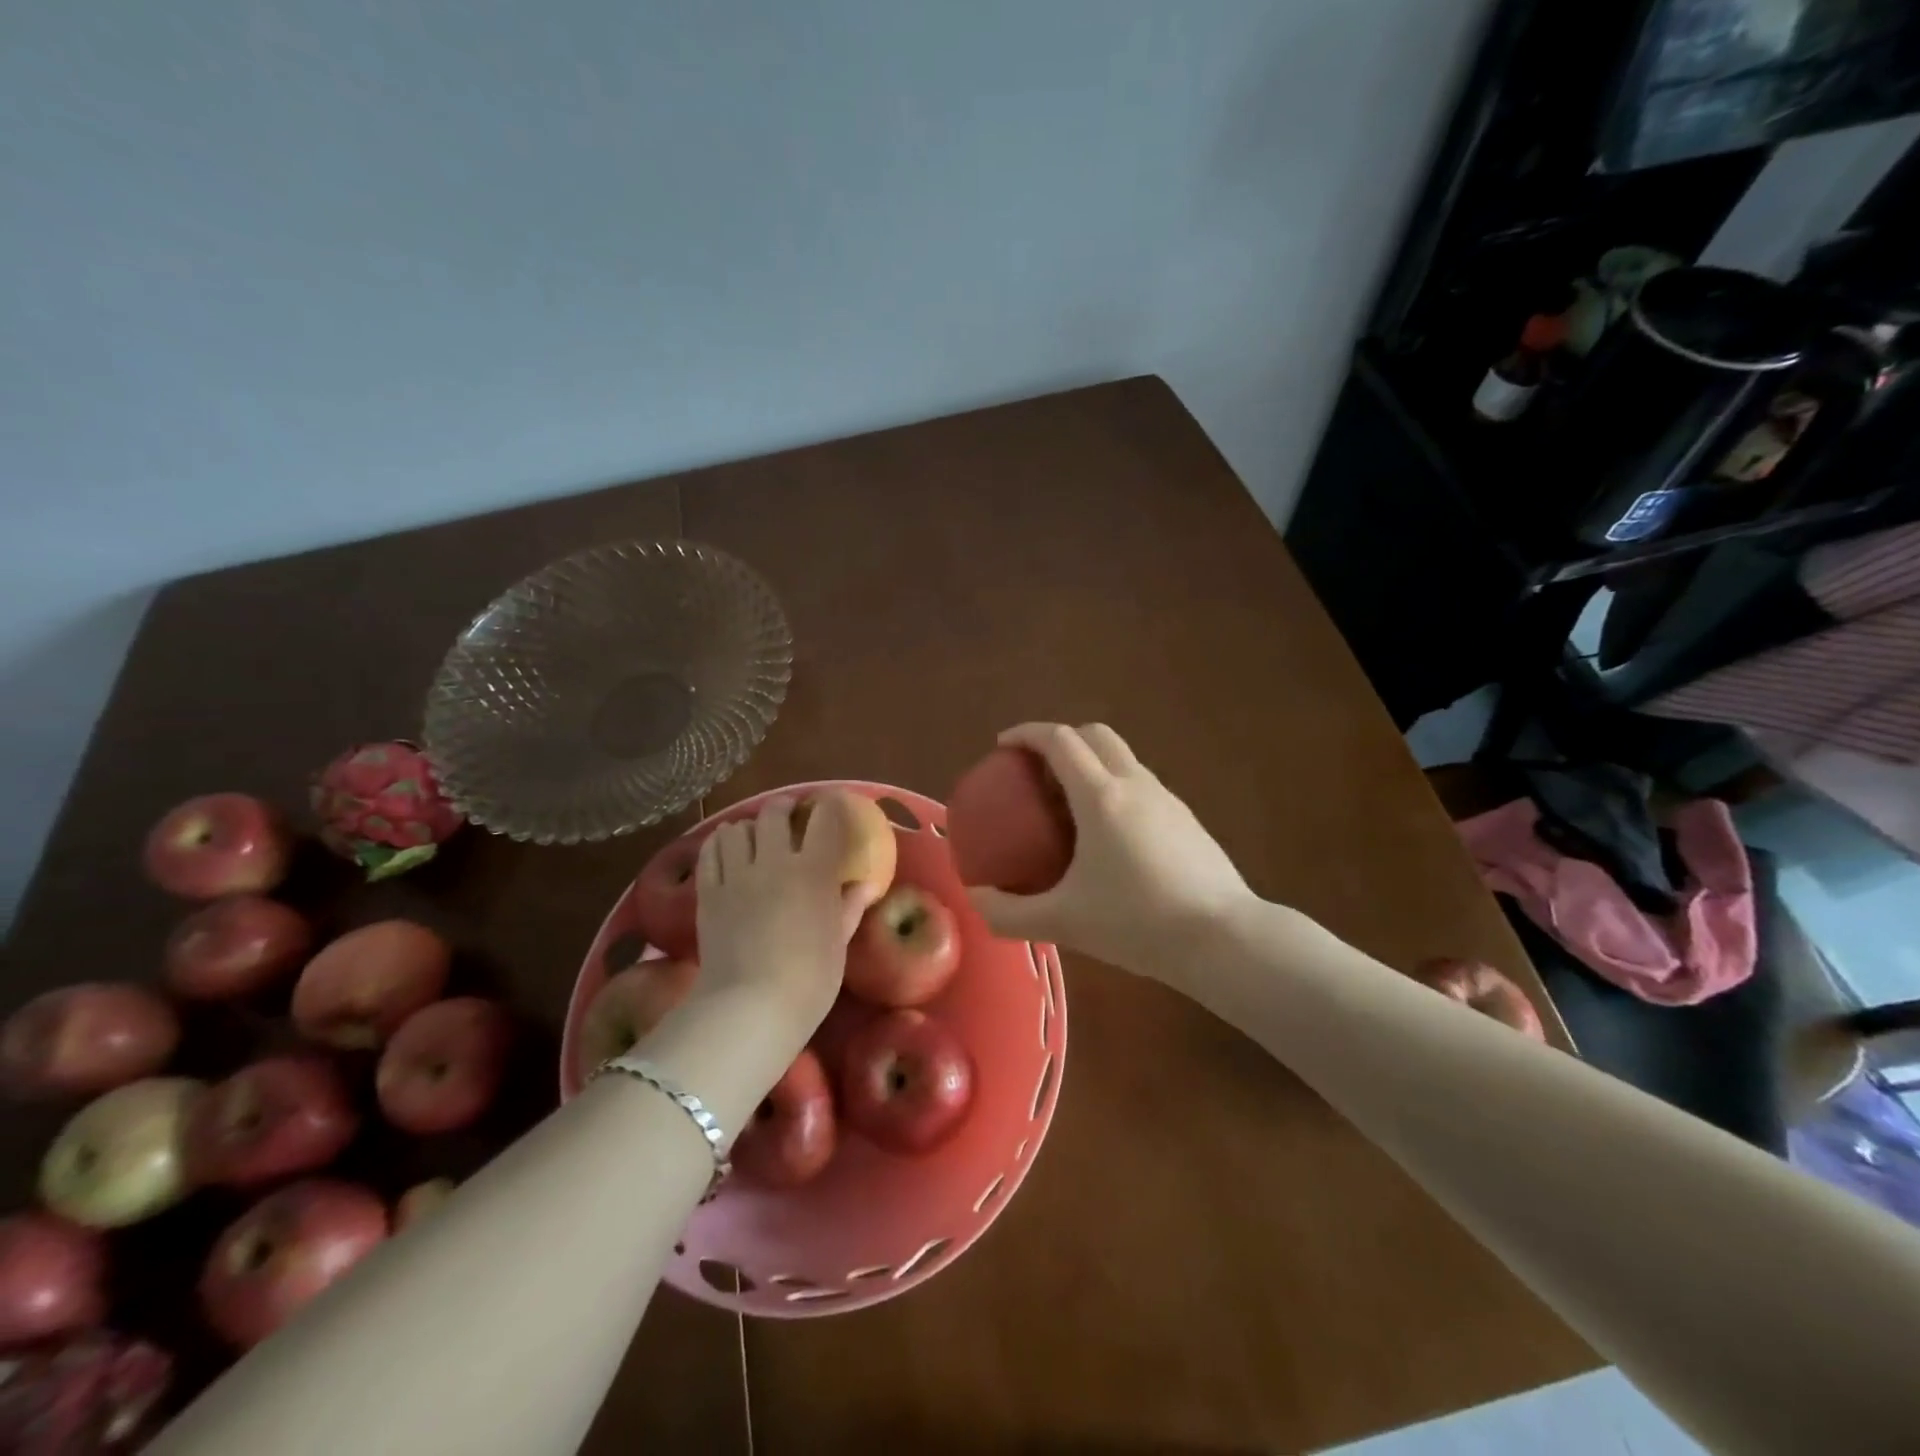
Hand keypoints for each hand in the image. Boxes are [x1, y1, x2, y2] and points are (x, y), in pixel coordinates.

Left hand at [692, 795, 879, 1035]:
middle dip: (784, 807)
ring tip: (754, 835)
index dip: (830, 805)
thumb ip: (850, 906)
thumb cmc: (809, 979)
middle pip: (774, 814)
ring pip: (737, 828)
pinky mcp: (708, 892)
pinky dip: (719, 843)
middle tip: (790, 813)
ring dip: (748, 826)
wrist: (750, 1008)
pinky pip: (710, 852)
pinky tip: (726, 850)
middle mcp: (774, 862)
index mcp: (814, 872)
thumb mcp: (839, 943)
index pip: (825, 821)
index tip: (833, 803)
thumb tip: (866, 884)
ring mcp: (737, 875)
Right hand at [966, 724, 1255, 983]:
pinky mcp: (1186, 819)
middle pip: (1094, 734)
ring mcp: (1166, 798)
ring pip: (1122, 758)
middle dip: (1060, 740)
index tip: (1002, 746)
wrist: (1223, 938)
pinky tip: (1109, 836)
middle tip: (1035, 772)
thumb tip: (976, 899)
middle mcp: (1134, 784)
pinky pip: (1140, 784)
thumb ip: (1009, 914)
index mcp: (1101, 796)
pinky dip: (1114, 787)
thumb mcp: (1064, 922)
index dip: (1026, 734)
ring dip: (1090, 763)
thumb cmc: (1138, 923)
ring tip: (1068, 805)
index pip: (1059, 740)